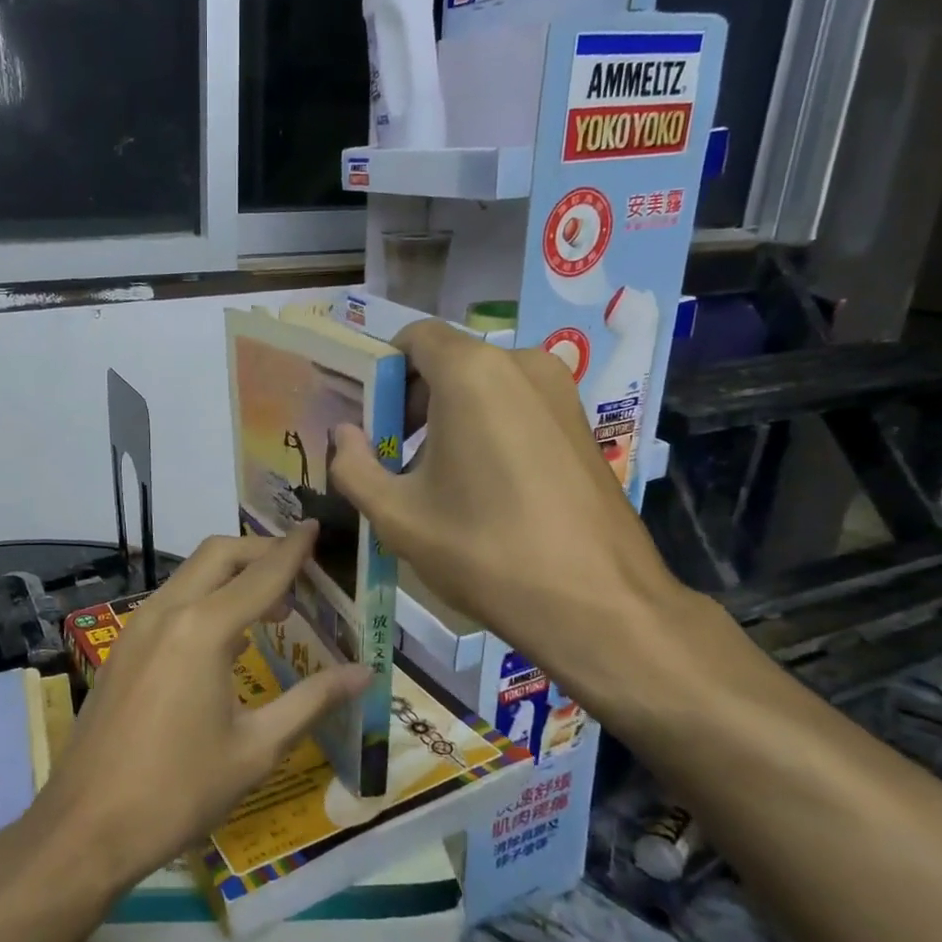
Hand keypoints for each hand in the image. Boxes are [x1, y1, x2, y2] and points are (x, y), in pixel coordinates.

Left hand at [34, 524, 368, 888]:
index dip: (293, 550)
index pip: (261, 575)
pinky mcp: (122, 648)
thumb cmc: (179, 791)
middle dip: (259, 551)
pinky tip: (224, 640)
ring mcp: (136, 628)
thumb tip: (362, 674)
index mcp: (203, 630)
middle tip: (298, 572)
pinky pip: (170, 602)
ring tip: (270, 608)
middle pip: (218, 555)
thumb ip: (311, 701)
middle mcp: (167, 612)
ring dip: (230, 575)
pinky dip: (204, 599)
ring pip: (190, 575)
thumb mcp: (256, 749)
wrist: (86, 827)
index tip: (315, 527)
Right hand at [329, 319, 689, 709]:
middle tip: (393, 459)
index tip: (369, 421)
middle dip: (412, 402)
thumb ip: (353, 465)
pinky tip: (482, 490)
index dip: (381, 372)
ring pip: (484, 387)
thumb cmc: (484, 550)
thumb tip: (344, 436)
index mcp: (471, 372)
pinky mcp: (582, 424)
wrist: (597, 604)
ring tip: (435, 482)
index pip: (412, 337)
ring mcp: (560, 392)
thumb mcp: (397, 515)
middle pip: (448, 362)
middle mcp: (521, 364)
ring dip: (448, 420)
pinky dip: (487, 430)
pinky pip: (517, 408)